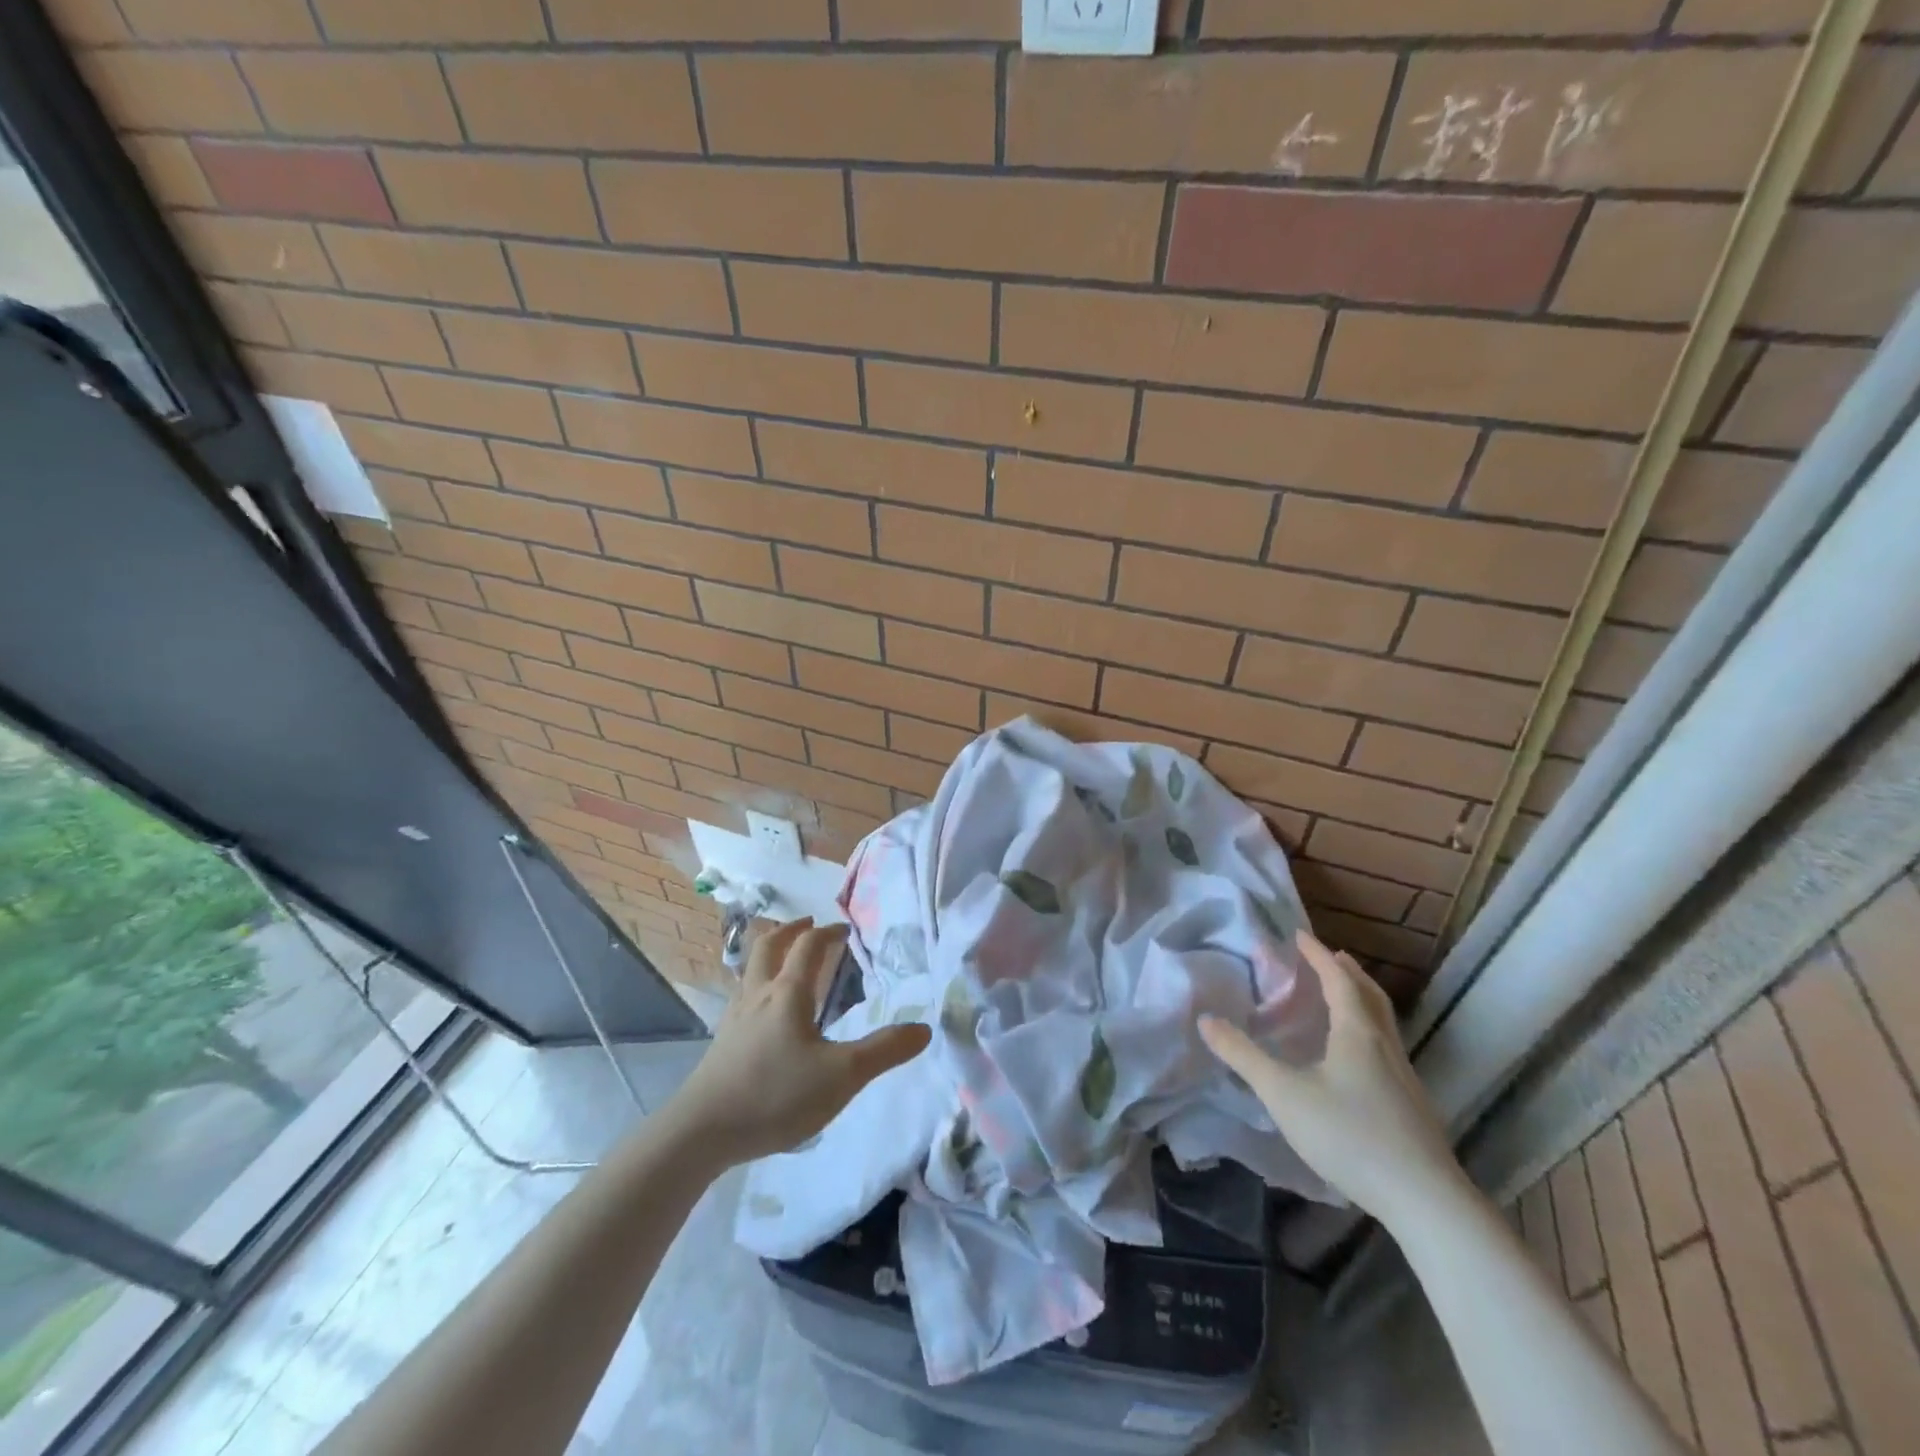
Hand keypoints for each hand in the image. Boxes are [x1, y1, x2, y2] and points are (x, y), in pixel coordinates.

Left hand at [661, 918, 930, 1167]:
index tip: (845, 929)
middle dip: (789, 931)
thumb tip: (924, 1028)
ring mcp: (735, 1019)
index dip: (828, 933)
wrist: (702, 1132)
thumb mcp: (841, 1077)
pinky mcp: (721, 1044)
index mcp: (788, 994)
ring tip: (784, 960)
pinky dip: (756, 986)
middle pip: (768, 947)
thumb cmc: (776, 1095)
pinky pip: (741, 998)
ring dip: (769, 955)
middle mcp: (758, 996)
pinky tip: (763, 1012)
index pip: (809, 947)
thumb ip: (884, 1051)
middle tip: (807, 926)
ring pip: (750, 971)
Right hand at [1199, 929, 1463, 1224]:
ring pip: (1383, 1023)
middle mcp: (1385, 1045)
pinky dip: (1369, 1030)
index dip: (1317, 955)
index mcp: (1357, 1032)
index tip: (1299, 935)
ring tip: (1343, 997)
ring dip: (1362, 1000)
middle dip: (1348, 972)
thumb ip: (1243, 1056)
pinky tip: (1358, 1058)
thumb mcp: (1284, 1094)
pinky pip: (1387, 1048)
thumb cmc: (1349, 1134)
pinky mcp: (1412, 1105)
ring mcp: (1404, 1077)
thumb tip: (1205, 1020)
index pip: (1337, 979)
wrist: (1424, 1200)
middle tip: (1329, 957)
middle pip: (1370, 995)